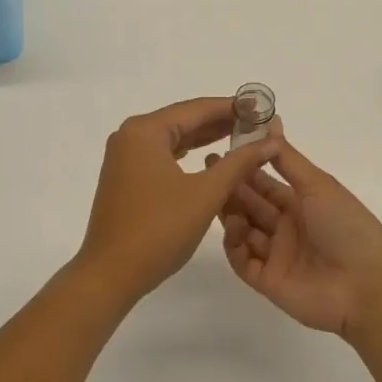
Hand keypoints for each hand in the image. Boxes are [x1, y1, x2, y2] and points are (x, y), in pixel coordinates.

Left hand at [74, 98, 281, 301]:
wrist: (110, 274)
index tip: (263, 107)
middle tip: (258, 122)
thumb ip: (239, 163)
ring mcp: (125, 157)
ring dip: (206, 138)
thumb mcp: (206, 193)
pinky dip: (189, 154)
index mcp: (145, 131)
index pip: (196, 109)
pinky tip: (210, 156)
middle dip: (221, 121)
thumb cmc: (159, 229)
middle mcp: (130, 136)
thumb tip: (270, 141)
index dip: (232, 107)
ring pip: (174, 138)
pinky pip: (164, 155)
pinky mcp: (126, 178)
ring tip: (242, 135)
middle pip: (184, 120)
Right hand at [212, 132, 381, 338]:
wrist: (366, 286)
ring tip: (214, 196)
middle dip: (230, 188)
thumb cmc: (346, 226)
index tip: (221, 151)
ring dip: (230, 213)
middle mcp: (287, 227)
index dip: (245, 168)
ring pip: (243, 230)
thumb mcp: (318, 184)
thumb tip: (270, 119)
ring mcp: (276, 255)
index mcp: (302, 203)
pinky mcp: (267, 281)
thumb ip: (288, 157)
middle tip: (207, 170)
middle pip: (251, 205)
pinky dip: (234, 244)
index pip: (266, 183)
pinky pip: (242, 261)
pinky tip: (232, 228)